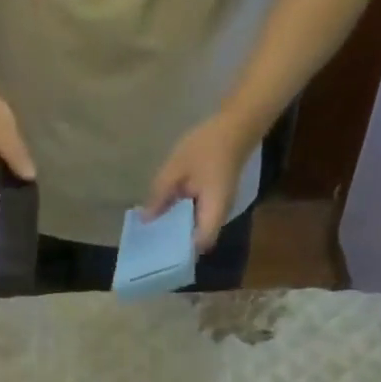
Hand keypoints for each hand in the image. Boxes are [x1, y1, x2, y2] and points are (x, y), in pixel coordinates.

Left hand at [145, 112, 251, 252]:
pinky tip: (166, 217)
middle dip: (175, 246)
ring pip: (197, 232)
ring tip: (154, 235)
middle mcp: (219, 217)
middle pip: (197, 243)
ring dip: (178, 234)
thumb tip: (145, 220)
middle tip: (150, 247)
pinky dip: (182, 221)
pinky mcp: (215, 205)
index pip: (198, 244)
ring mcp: (219, 212)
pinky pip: (198, 220)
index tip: (159, 254)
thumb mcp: (177, 168)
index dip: (180, 252)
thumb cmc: (207, 146)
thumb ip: (160, 195)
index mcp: (213, 211)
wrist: (235, 126)